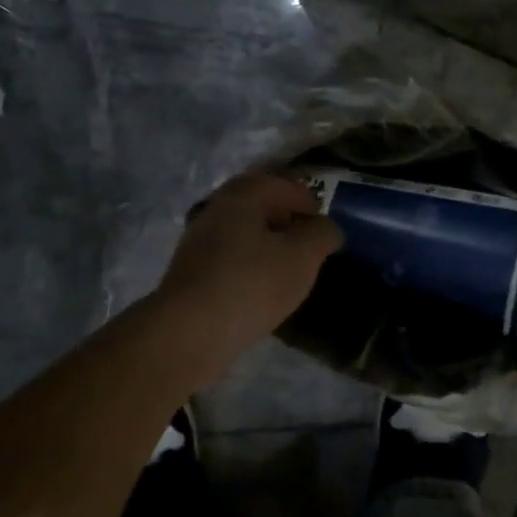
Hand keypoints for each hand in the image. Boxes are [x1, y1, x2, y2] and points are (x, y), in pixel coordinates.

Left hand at [154, 173, 343, 372]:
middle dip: (285, 222)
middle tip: (308, 245)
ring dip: (266, 246)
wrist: (190, 332)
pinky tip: (261, 291)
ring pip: (241, 235)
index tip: (323, 226)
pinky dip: (249, 267)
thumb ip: (322, 234)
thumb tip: (326, 228)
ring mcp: (197, 244)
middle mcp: (214, 211)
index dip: (307, 201)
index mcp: (240, 196)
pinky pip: (229, 261)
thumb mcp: (303, 255)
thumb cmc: (252, 283)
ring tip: (288, 271)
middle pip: (257, 207)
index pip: (279, 184)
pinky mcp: (191, 276)